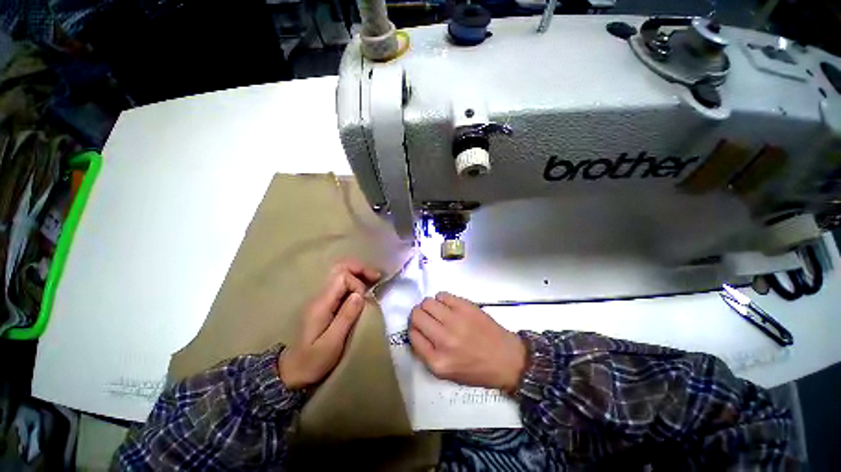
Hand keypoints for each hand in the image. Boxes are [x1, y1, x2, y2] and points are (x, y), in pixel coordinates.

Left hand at [278, 260, 380, 389]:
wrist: (292, 372)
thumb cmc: (312, 361)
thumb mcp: (331, 343)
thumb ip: (345, 317)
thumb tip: (360, 294)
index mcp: (321, 303)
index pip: (342, 277)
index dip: (357, 284)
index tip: (364, 300)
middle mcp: (320, 296)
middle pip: (339, 269)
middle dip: (360, 269)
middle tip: (376, 276)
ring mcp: (322, 298)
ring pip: (341, 274)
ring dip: (359, 273)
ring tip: (374, 279)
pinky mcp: (325, 303)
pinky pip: (341, 284)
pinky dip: (355, 281)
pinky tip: (364, 288)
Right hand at [409, 292, 526, 392]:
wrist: (507, 359)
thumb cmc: (477, 370)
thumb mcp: (447, 373)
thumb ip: (427, 354)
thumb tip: (416, 330)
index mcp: (437, 362)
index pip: (412, 335)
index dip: (414, 329)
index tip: (420, 329)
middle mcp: (443, 340)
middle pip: (416, 315)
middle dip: (418, 315)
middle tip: (427, 317)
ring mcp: (455, 321)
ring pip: (427, 302)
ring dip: (429, 306)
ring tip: (438, 311)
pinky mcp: (465, 307)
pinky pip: (442, 295)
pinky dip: (442, 299)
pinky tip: (449, 306)